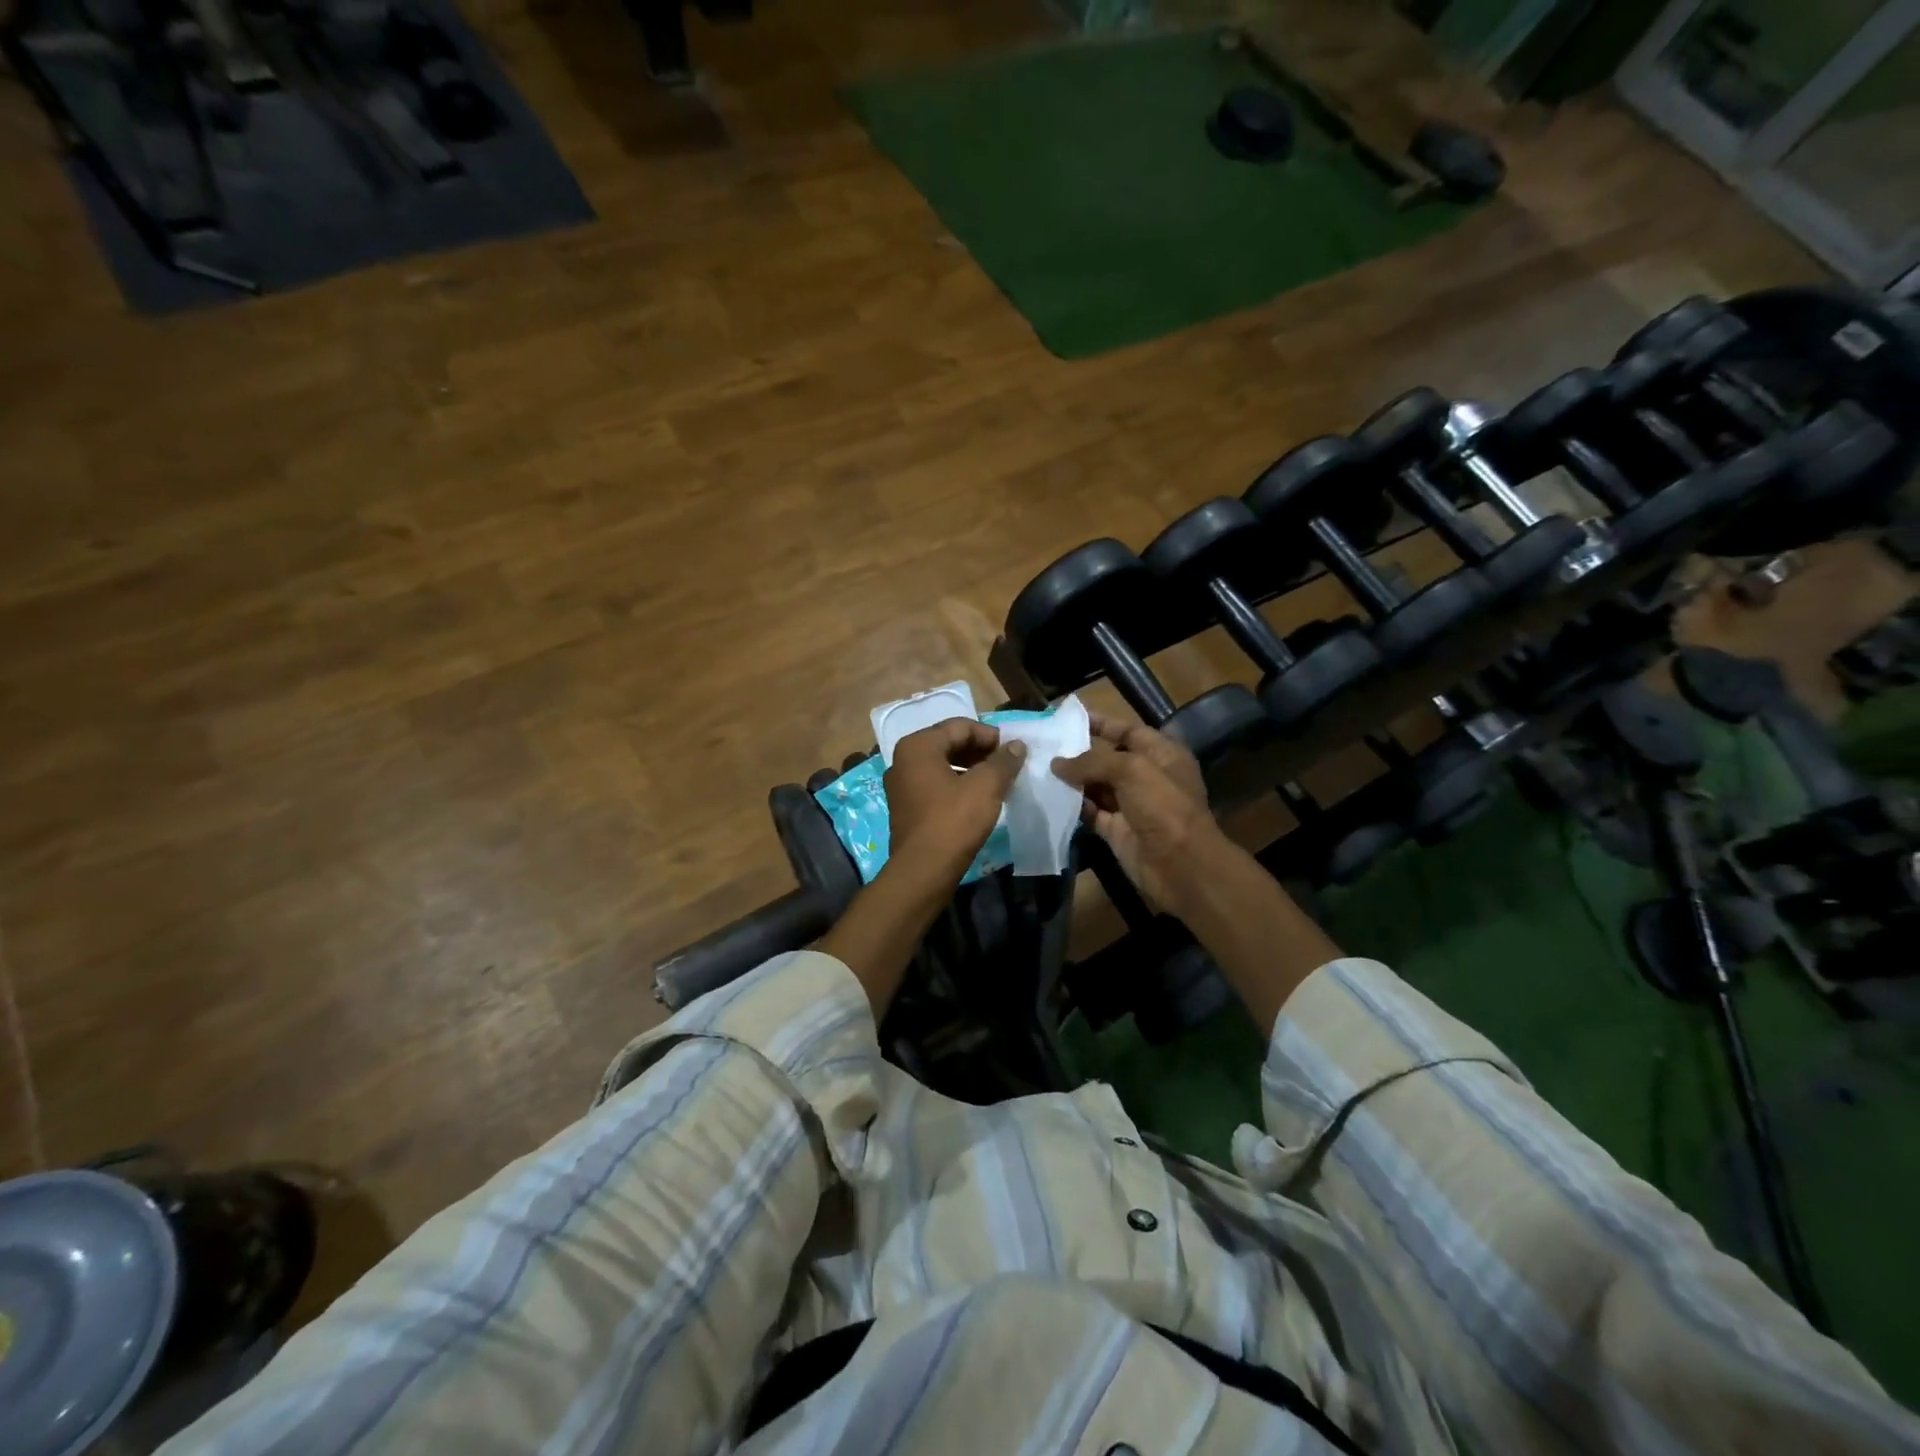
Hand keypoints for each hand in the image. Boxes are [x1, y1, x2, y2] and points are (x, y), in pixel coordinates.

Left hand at [883, 718, 1025, 883]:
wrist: (923, 872)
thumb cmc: (953, 822)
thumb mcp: (986, 787)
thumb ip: (1003, 761)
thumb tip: (1017, 745)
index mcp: (918, 746)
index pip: (960, 726)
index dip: (990, 735)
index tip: (1013, 750)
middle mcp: (903, 759)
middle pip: (948, 743)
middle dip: (980, 751)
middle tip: (1007, 764)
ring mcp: (900, 784)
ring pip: (941, 764)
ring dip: (970, 768)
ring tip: (996, 780)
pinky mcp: (905, 806)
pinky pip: (934, 783)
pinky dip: (956, 784)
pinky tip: (977, 798)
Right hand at [1051, 715, 1223, 912]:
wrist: (1179, 865)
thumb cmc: (1163, 806)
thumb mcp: (1131, 770)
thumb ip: (1092, 761)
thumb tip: (1057, 763)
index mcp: (1162, 754)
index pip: (1128, 730)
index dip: (1101, 723)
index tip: (1068, 718)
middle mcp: (1147, 776)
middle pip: (1108, 758)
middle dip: (1079, 751)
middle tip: (1045, 744)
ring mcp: (1131, 805)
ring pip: (1096, 785)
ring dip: (1072, 778)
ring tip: (1039, 767)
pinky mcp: (1116, 830)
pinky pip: (1090, 811)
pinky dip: (1073, 804)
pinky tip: (1049, 795)